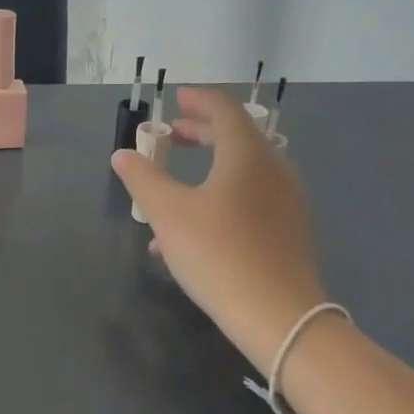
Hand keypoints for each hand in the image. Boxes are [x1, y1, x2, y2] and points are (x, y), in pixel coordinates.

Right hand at [111, 86, 326, 369]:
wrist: (278, 315)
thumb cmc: (218, 254)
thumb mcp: (168, 214)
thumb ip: (143, 178)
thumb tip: (123, 155)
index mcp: (247, 155)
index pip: (225, 110)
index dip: (199, 100)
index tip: (177, 98)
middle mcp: (274, 170)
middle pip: (238, 138)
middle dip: (202, 133)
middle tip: (173, 135)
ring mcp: (288, 202)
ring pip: (244, 172)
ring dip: (210, 168)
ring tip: (176, 185)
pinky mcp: (290, 231)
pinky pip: (252, 199)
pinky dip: (223, 195)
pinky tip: (194, 229)